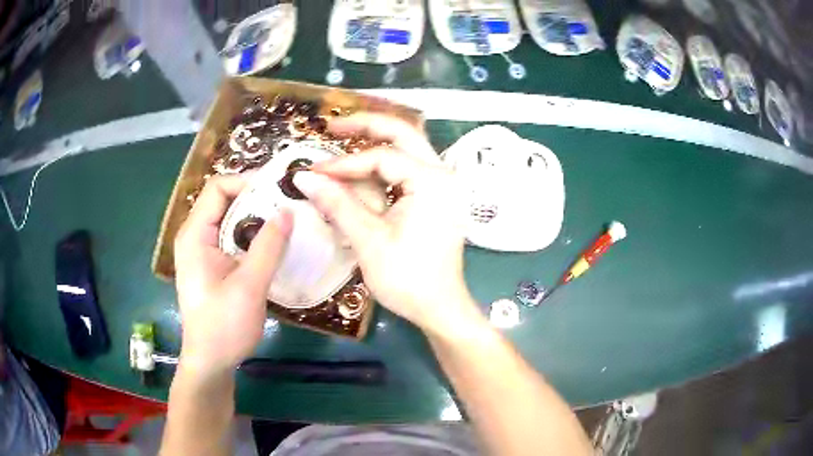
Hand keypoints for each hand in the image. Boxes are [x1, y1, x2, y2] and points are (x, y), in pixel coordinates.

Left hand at [174, 175, 291, 374]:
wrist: (210, 362)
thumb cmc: (223, 327)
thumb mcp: (248, 287)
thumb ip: (268, 246)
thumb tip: (288, 211)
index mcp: (195, 235)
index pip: (218, 188)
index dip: (247, 182)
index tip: (279, 188)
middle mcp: (196, 237)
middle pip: (225, 201)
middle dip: (257, 199)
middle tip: (290, 203)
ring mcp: (203, 252)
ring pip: (231, 221)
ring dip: (257, 218)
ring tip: (287, 221)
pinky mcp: (212, 266)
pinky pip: (233, 240)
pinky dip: (253, 237)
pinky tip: (274, 246)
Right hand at [293, 114, 479, 334]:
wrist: (440, 308)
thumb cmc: (408, 279)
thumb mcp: (369, 240)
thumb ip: (337, 203)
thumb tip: (302, 177)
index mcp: (432, 181)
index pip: (381, 157)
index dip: (344, 164)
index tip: (313, 172)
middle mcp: (442, 175)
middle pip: (403, 134)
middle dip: (367, 126)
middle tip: (333, 126)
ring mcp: (442, 186)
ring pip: (407, 149)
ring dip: (375, 143)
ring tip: (342, 140)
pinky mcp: (436, 198)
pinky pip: (407, 171)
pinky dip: (383, 167)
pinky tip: (360, 171)